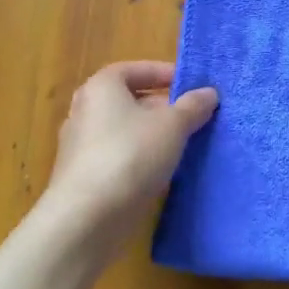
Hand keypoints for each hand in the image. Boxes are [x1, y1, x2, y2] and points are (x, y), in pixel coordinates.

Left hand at [39, 60, 218, 251]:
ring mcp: (79, 147)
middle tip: (191, 115)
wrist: (86, 219)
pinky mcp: (82, 178)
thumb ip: (193, 106)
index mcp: (101, 88)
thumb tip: (208, 93)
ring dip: (152, 135)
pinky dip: (139, 159)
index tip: (189, 86)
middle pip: (128, 100)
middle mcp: (84, 112)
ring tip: (182, 144)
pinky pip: (117, 157)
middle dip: (161, 106)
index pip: (134, 69)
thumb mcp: (173, 125)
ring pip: (124, 131)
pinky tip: (161, 172)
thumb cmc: (131, 155)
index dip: (163, 73)